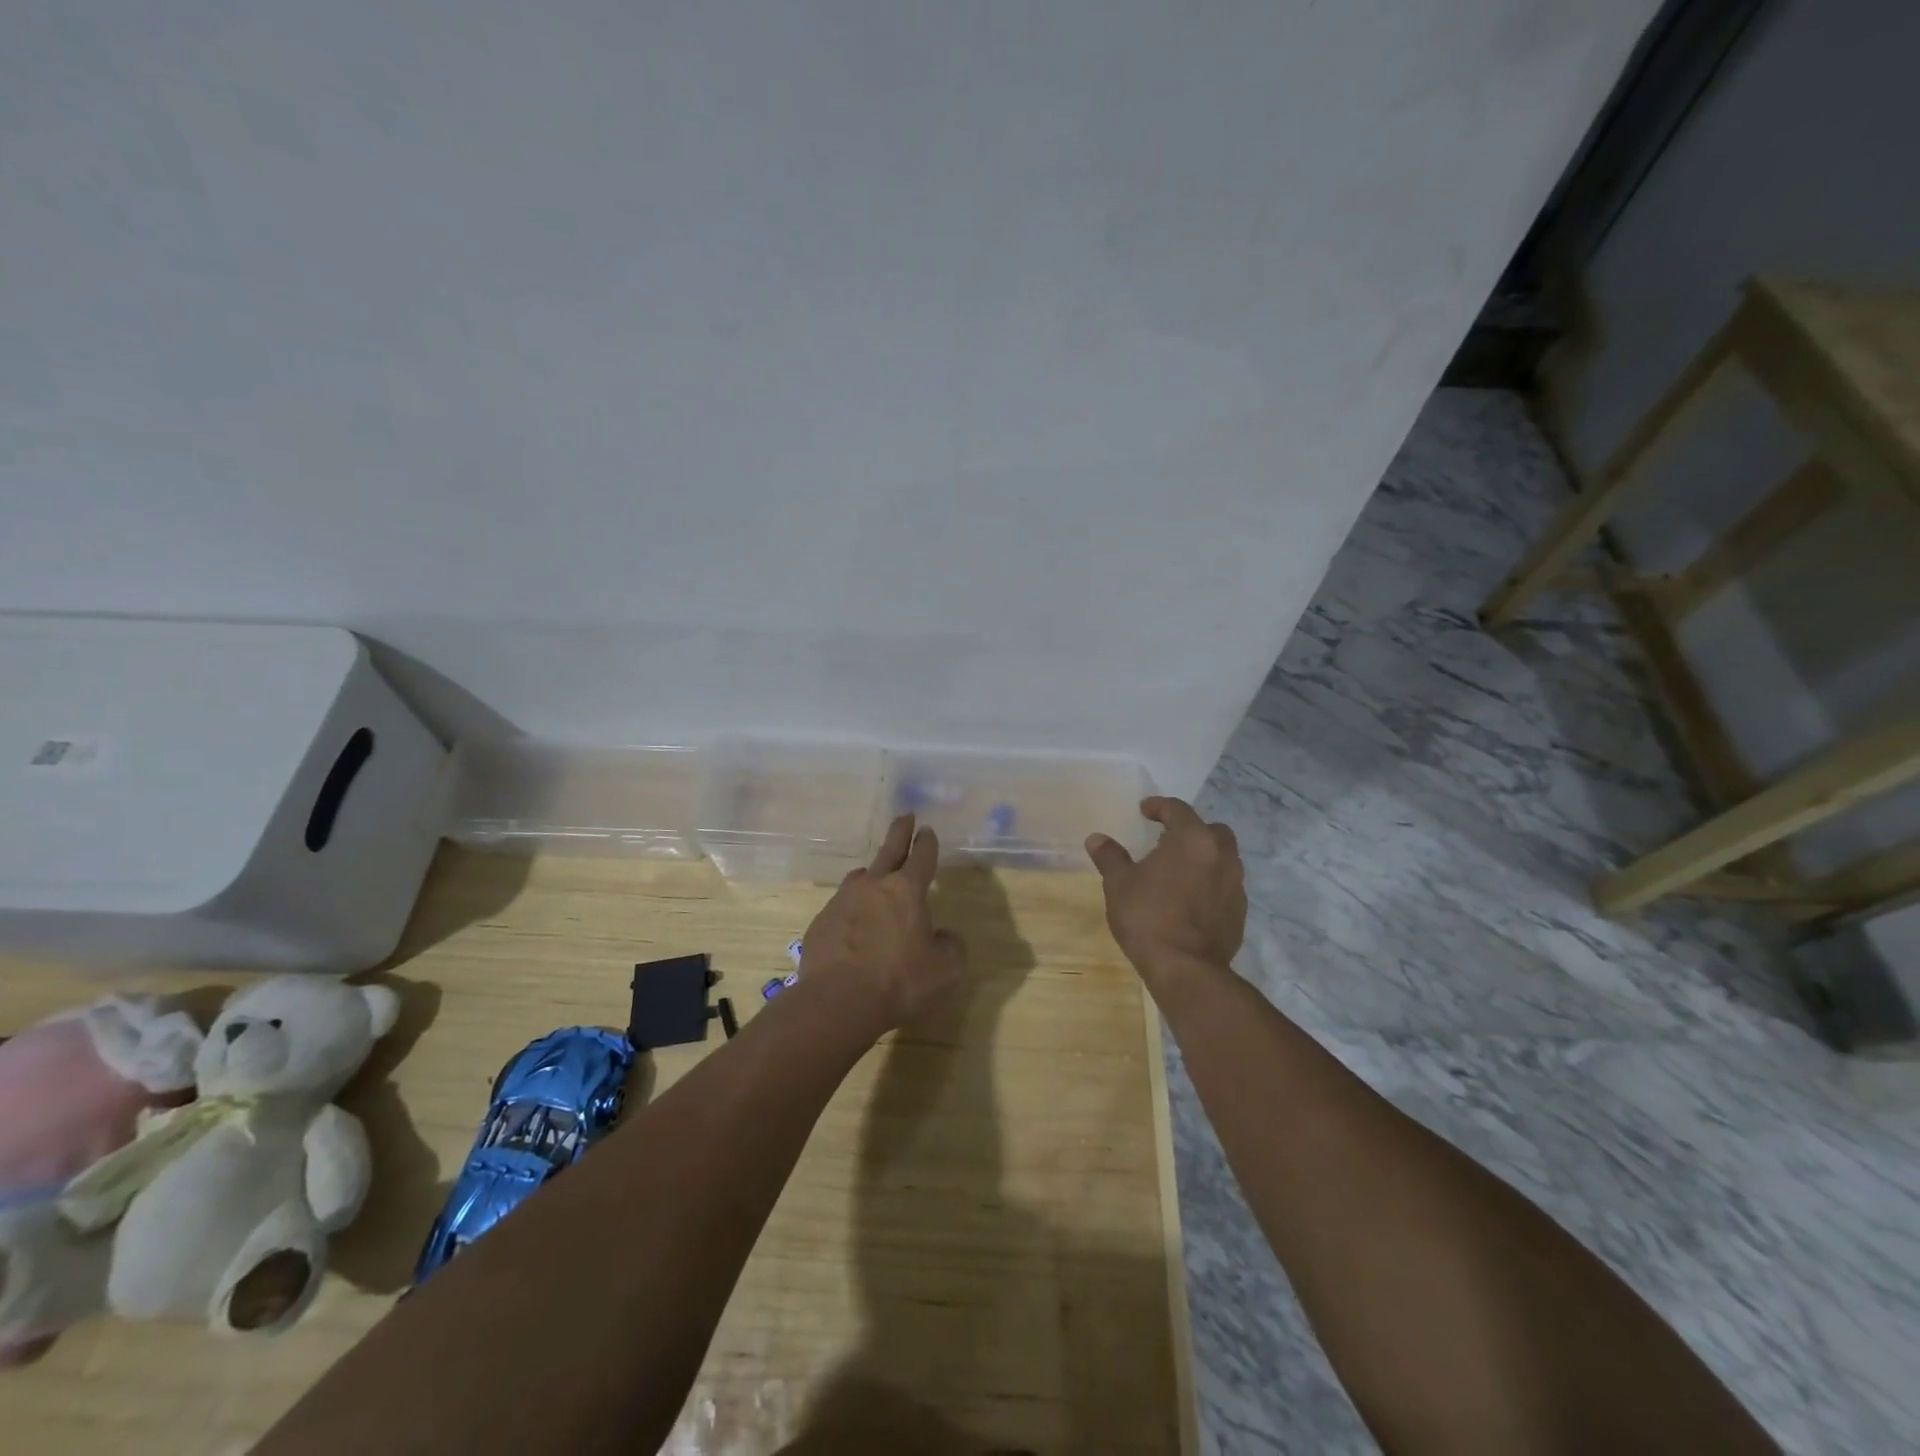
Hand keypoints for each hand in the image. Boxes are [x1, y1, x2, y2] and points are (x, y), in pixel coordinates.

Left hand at [797, 814, 967, 1035]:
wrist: (838, 1003)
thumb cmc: (900, 982)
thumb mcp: (946, 970)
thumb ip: (951, 946)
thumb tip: (943, 936)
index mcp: (906, 890)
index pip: (921, 857)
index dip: (927, 843)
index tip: (927, 831)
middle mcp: (873, 887)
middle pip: (889, 850)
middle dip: (900, 832)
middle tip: (905, 817)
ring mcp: (842, 902)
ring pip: (860, 878)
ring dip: (872, 876)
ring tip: (876, 882)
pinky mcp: (821, 923)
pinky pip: (841, 909)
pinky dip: (852, 912)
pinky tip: (854, 931)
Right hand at [1086, 797, 1245, 984]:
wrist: (1186, 968)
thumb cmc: (1148, 916)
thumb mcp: (1119, 884)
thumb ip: (1110, 856)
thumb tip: (1096, 838)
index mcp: (1192, 839)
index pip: (1178, 810)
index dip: (1159, 806)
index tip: (1144, 810)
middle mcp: (1221, 855)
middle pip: (1211, 830)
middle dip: (1191, 829)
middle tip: (1167, 839)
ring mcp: (1235, 884)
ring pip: (1223, 858)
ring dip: (1203, 857)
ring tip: (1178, 869)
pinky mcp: (1240, 911)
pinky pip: (1225, 885)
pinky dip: (1210, 883)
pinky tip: (1190, 898)